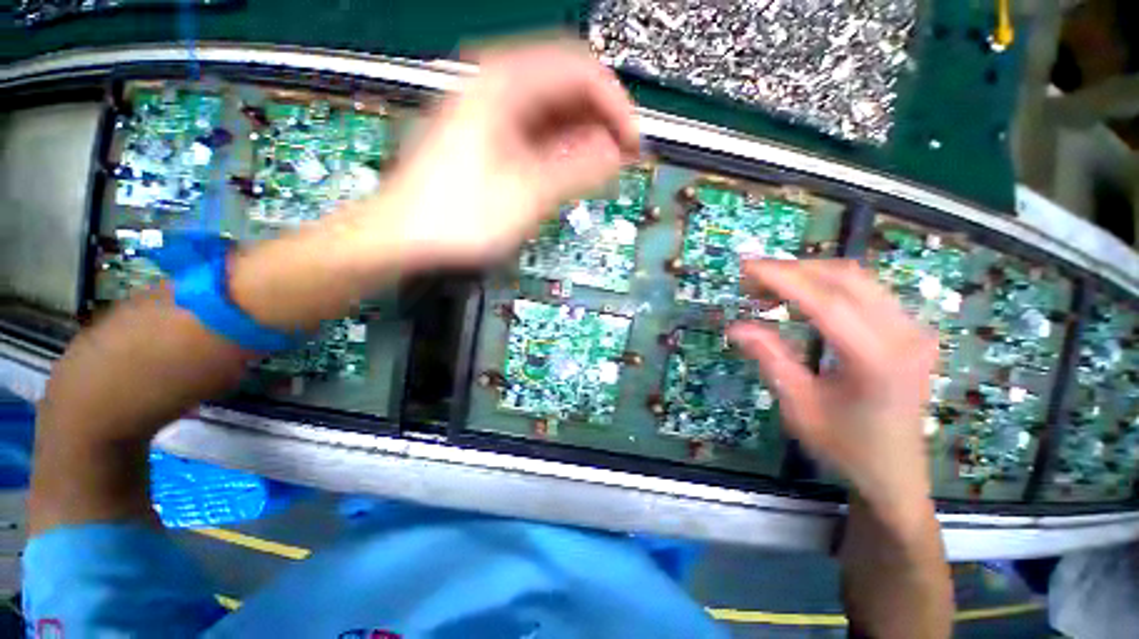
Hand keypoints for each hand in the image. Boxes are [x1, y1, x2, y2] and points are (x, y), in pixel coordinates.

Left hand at [370, 40, 639, 268]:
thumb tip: (615, 154)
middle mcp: (496, 86)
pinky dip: (560, 149)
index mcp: (504, 85)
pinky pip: (535, 131)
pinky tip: (571, 170)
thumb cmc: (459, 217)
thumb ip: (576, 169)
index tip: (632, 143)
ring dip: (582, 137)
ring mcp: (490, 112)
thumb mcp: (527, 194)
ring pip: (552, 110)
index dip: (615, 106)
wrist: (404, 236)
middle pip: (567, 87)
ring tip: (602, 169)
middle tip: (621, 159)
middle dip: (601, 122)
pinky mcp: (488, 136)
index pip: (581, 70)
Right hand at [728, 260, 939, 521]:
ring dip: (808, 275)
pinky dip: (826, 286)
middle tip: (751, 279)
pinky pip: (865, 291)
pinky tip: (800, 298)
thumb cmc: (844, 446)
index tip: (746, 267)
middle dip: (792, 270)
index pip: (825, 301)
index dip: (781, 279)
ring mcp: (913, 329)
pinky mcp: (909, 329)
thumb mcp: (798, 406)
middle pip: (845, 279)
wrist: (895, 472)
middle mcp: (904, 335)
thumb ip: (770, 358)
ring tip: (769, 288)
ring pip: (856, 278)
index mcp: (877, 360)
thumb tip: (736, 326)